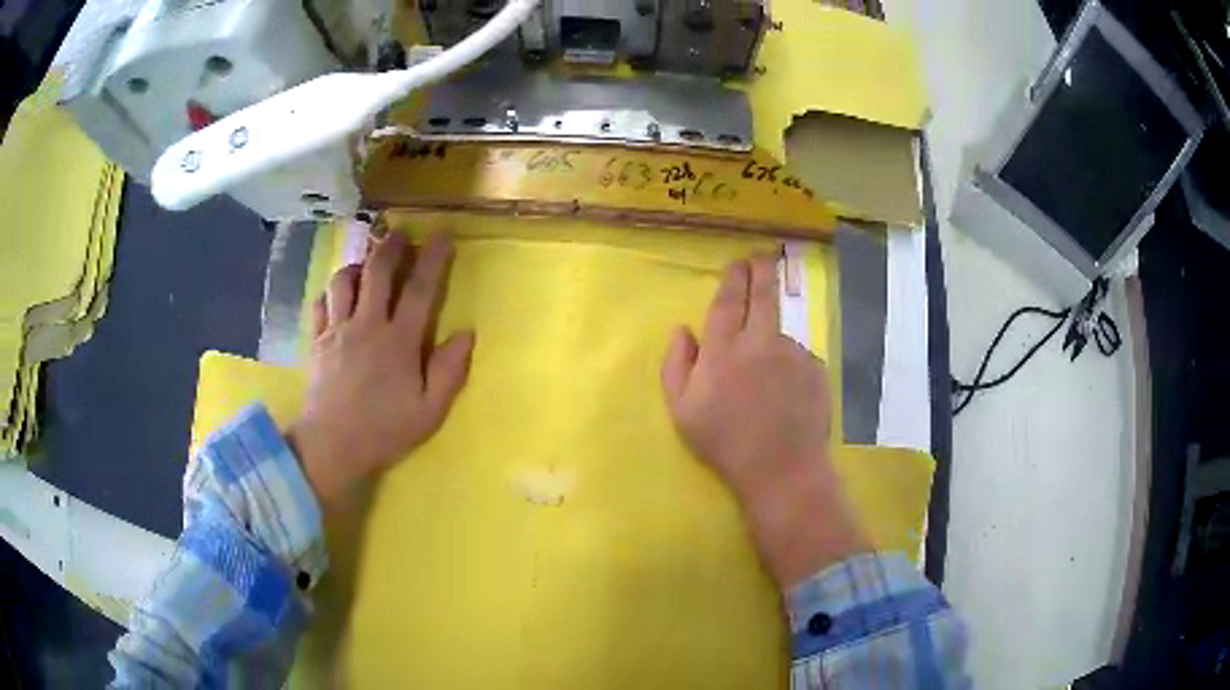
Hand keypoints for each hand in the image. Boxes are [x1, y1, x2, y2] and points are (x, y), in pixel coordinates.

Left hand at [287, 232, 473, 510]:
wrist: (332, 446)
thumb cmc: (385, 430)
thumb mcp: (430, 410)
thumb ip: (449, 370)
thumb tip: (466, 333)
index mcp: (399, 340)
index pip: (421, 288)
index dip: (433, 258)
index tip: (443, 235)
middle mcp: (367, 325)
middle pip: (377, 271)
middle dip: (391, 245)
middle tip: (399, 232)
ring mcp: (337, 330)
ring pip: (344, 280)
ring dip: (357, 265)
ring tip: (366, 263)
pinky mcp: (317, 341)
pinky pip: (320, 303)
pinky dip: (330, 292)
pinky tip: (337, 295)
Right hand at [661, 254, 868, 586]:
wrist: (781, 468)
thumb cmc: (724, 442)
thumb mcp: (682, 409)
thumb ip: (676, 364)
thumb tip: (682, 330)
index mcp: (724, 349)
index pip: (727, 301)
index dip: (732, 278)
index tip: (737, 262)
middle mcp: (760, 341)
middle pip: (762, 295)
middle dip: (761, 271)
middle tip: (762, 257)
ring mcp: (793, 353)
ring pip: (780, 332)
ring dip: (772, 338)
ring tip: (768, 377)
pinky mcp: (816, 368)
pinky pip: (799, 358)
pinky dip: (790, 367)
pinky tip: (786, 393)